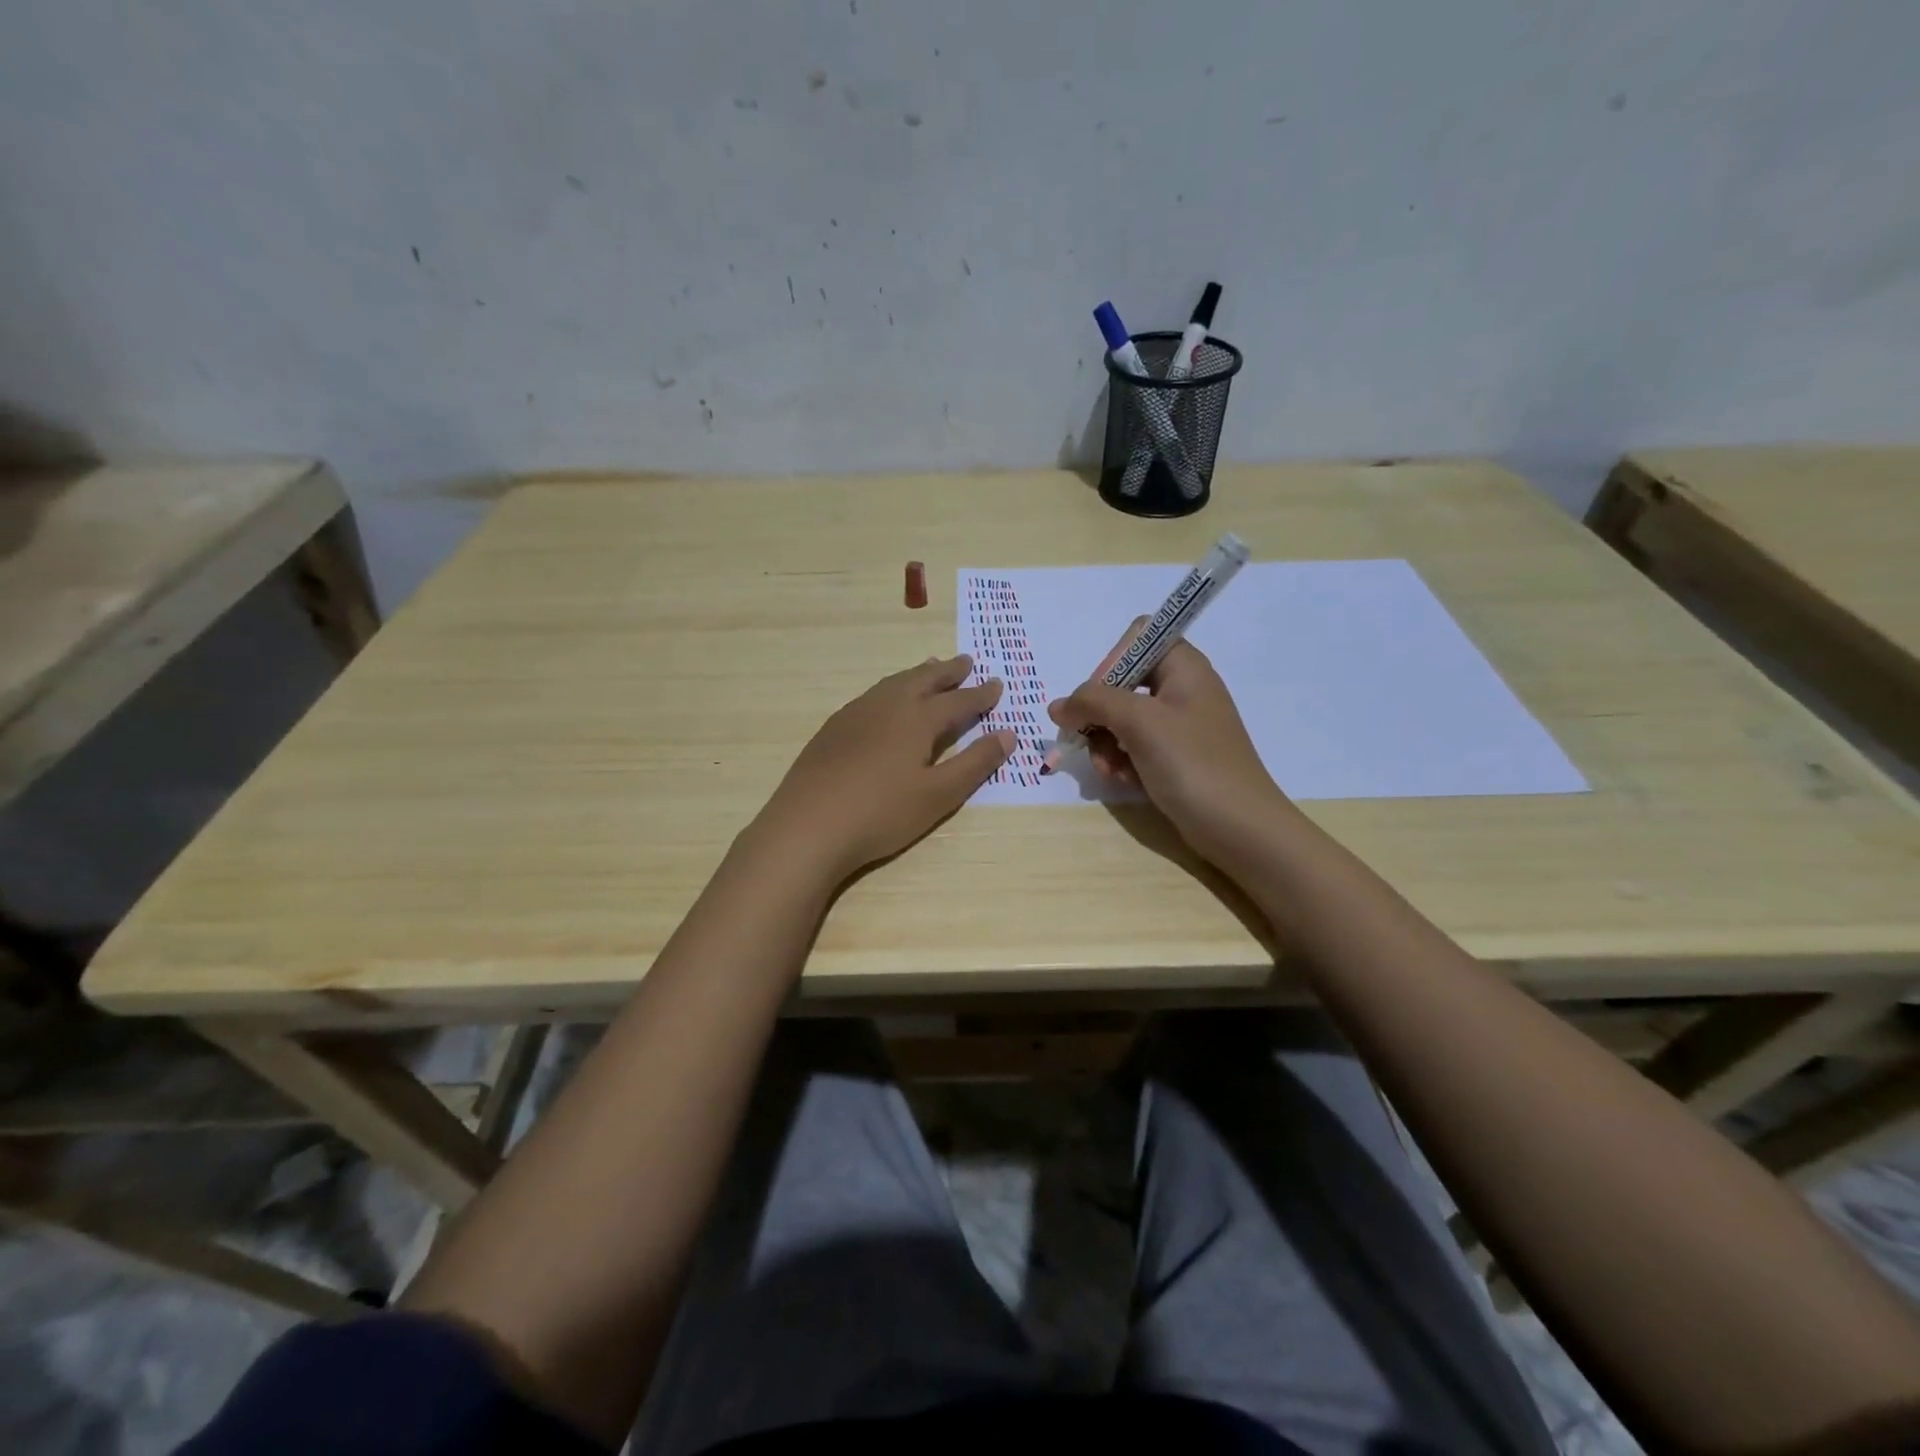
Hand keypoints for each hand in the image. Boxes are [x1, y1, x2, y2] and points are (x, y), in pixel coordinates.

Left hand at [755, 655, 1012, 882]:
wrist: (808, 826)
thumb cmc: (881, 814)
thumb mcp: (938, 795)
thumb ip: (975, 763)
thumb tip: (1008, 734)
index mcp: (917, 719)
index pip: (958, 700)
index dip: (980, 694)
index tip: (997, 684)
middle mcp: (887, 706)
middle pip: (923, 680)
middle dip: (948, 671)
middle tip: (966, 662)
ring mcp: (855, 714)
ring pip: (894, 683)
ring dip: (918, 675)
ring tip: (930, 670)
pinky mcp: (833, 728)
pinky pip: (872, 695)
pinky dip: (891, 689)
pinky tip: (886, 702)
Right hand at [1047, 627, 1290, 866]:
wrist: (1240, 828)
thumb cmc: (1193, 764)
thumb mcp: (1139, 723)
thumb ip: (1093, 703)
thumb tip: (1058, 706)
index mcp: (1184, 667)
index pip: (1137, 638)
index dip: (1111, 662)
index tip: (1098, 697)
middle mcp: (1183, 689)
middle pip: (1123, 682)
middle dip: (1100, 712)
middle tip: (1089, 740)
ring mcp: (1180, 726)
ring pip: (1124, 719)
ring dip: (1106, 742)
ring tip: (1108, 769)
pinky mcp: (1176, 757)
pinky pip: (1136, 746)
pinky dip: (1123, 760)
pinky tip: (1122, 780)